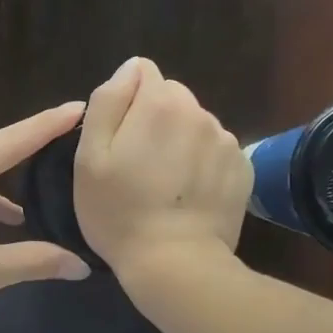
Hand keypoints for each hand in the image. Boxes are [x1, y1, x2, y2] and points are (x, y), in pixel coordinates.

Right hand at [74, 58, 250, 280]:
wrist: (175, 263)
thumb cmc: (119, 211)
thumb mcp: (89, 157)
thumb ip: (108, 101)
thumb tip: (130, 69)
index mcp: (160, 102)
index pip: (141, 74)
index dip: (125, 104)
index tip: (119, 141)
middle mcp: (199, 111)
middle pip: (171, 98)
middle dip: (155, 120)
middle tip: (139, 166)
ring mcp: (226, 140)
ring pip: (194, 125)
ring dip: (180, 142)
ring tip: (166, 185)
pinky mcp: (243, 168)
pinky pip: (216, 151)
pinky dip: (202, 164)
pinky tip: (189, 195)